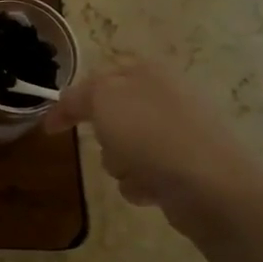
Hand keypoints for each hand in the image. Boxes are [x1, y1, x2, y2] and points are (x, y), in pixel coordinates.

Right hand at [44, 62, 262, 244]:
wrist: (212, 187)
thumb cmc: (152, 135)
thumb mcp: (103, 100)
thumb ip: (79, 95)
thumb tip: (67, 103)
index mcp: (147, 72)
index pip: (97, 80)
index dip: (71, 102)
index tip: (50, 128)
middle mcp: (164, 97)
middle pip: (110, 118)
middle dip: (103, 136)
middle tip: (107, 142)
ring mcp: (178, 133)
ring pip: (123, 149)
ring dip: (120, 164)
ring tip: (136, 171)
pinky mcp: (186, 167)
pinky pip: (144, 174)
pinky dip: (141, 184)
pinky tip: (152, 189)